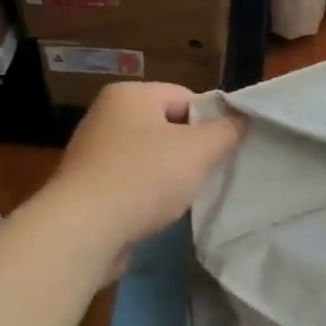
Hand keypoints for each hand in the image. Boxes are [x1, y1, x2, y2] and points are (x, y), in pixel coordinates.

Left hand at [46, 81, 243, 254]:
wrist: (83, 230)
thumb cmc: (143, 178)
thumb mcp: (198, 150)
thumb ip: (226, 131)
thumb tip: (242, 119)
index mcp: (129, 95)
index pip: (185, 97)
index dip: (211, 121)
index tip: (226, 150)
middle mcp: (107, 115)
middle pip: (167, 126)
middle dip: (191, 151)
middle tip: (210, 175)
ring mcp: (93, 152)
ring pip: (150, 157)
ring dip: (170, 175)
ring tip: (185, 197)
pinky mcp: (88, 186)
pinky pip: (131, 181)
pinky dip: (147, 194)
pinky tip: (158, 212)